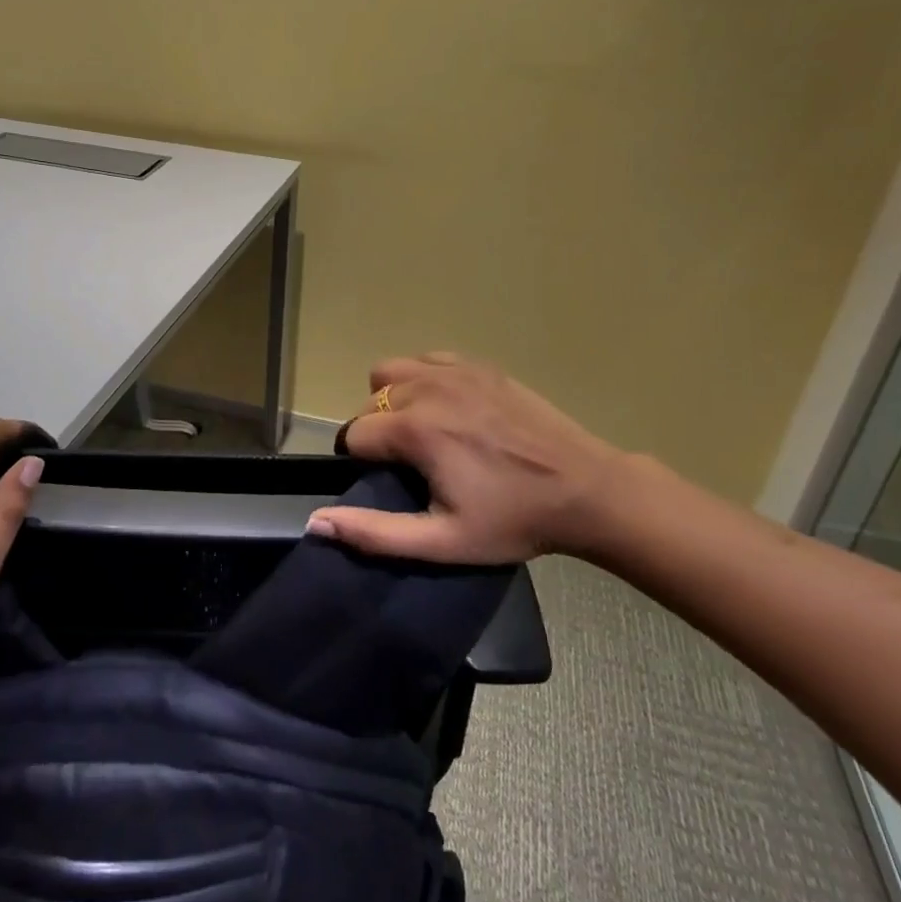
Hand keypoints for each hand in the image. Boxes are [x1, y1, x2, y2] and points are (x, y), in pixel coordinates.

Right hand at [306, 354, 636, 563]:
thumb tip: (315, 522)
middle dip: (375, 431)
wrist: (585, 489)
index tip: (389, 482)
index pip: (354, 434)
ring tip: (420, 431)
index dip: (362, 462)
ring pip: (391, 372)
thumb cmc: (514, 520)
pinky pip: (427, 360)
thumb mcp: (443, 541)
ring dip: (392, 399)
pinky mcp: (480, 365)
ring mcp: (455, 371)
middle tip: (408, 464)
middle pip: (369, 401)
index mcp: (415, 430)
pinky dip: (422, 379)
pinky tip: (447, 408)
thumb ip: (375, 532)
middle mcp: (426, 388)